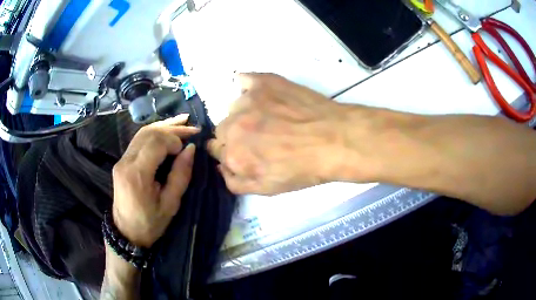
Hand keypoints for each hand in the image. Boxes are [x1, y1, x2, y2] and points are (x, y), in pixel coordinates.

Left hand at [112, 115, 199, 247]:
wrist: (127, 233)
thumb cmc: (150, 223)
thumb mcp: (170, 204)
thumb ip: (180, 175)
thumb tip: (190, 150)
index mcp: (137, 174)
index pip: (155, 143)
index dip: (174, 140)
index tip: (188, 148)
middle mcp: (126, 162)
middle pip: (148, 133)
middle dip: (172, 128)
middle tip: (192, 128)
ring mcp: (122, 160)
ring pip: (142, 132)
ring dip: (163, 126)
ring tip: (183, 121)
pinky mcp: (122, 161)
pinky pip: (138, 140)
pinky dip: (154, 132)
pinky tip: (166, 128)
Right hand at [207, 73, 346, 194]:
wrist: (335, 140)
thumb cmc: (303, 168)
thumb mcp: (267, 189)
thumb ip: (235, 182)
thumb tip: (221, 167)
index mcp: (232, 155)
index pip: (216, 150)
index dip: (231, 151)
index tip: (245, 150)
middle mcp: (232, 126)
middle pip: (222, 128)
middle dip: (235, 134)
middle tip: (260, 135)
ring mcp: (247, 101)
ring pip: (234, 107)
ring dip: (244, 113)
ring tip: (270, 116)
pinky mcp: (263, 82)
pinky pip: (244, 80)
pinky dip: (248, 87)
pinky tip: (262, 94)